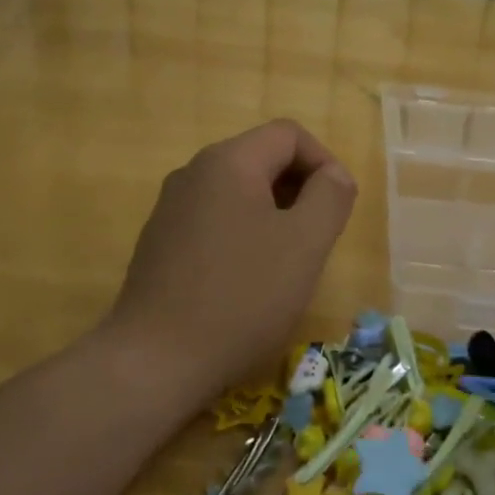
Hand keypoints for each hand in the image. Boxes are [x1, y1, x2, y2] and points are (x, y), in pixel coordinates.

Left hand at [105, 120, 356, 402]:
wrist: (156, 360)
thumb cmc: (242, 297)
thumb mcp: (305, 244)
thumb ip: (330, 197)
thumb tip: (333, 175)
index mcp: (228, 161)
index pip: (289, 134)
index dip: (324, 162)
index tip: (338, 209)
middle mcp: (193, 173)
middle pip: (261, 159)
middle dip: (299, 190)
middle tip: (317, 239)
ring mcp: (170, 208)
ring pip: (238, 192)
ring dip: (273, 215)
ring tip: (286, 263)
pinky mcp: (159, 242)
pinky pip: (213, 220)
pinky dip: (242, 235)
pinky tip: (246, 281)